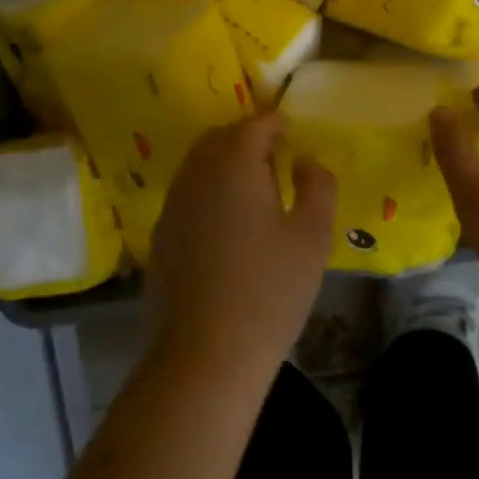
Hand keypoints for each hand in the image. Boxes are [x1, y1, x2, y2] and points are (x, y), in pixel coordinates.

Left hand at [143, 113, 336, 378]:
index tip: (292, 131)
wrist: (204, 354)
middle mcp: (194, 176)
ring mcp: (171, 207)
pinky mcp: (161, 238)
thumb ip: (317, 186)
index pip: (253, 126)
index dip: (275, 123)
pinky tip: (228, 225)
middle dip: (246, 139)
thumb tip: (304, 161)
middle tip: (274, 155)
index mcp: (232, 165)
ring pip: (198, 167)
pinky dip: (208, 194)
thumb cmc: (269, 291)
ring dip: (224, 165)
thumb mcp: (312, 236)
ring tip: (255, 189)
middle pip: (219, 140)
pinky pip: (187, 197)